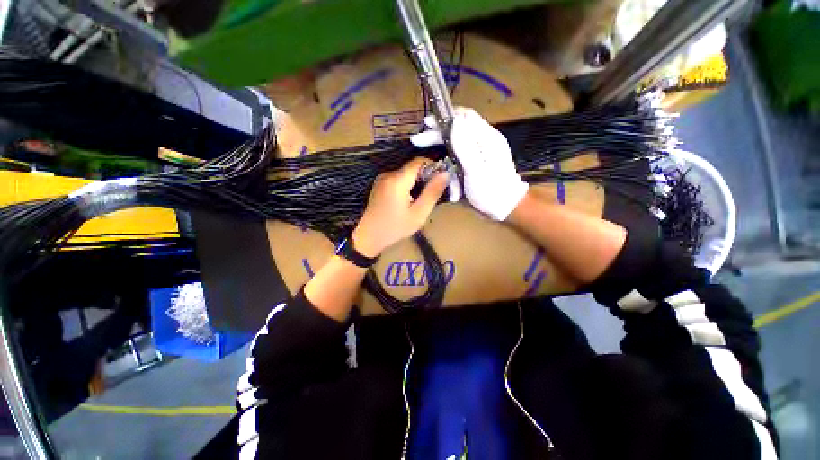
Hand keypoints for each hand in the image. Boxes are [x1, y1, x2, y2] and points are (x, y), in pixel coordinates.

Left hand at [352, 158, 448, 257]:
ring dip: (417, 182)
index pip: (419, 161)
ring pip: (406, 173)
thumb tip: (445, 173)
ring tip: (421, 200)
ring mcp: (382, 179)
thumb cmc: (395, 228)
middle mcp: (388, 174)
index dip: (433, 166)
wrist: (368, 237)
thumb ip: (432, 192)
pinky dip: (407, 185)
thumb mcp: (418, 214)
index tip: (441, 179)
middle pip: (413, 167)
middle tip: (432, 194)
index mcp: (398, 181)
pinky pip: (398, 179)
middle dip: (426, 177)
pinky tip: (409, 201)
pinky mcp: (380, 184)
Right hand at [410, 107, 528, 220]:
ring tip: (440, 178)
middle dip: (436, 137)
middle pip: (456, 132)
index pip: (465, 116)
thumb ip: (465, 146)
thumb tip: (455, 120)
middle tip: (417, 141)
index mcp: (487, 138)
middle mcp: (482, 143)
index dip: (445, 117)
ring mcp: (477, 155)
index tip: (427, 124)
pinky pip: (456, 165)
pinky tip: (454, 191)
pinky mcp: (473, 167)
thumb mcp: (476, 170)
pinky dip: (452, 177)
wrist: (505, 209)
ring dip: (445, 165)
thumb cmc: (491, 191)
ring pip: (453, 151)